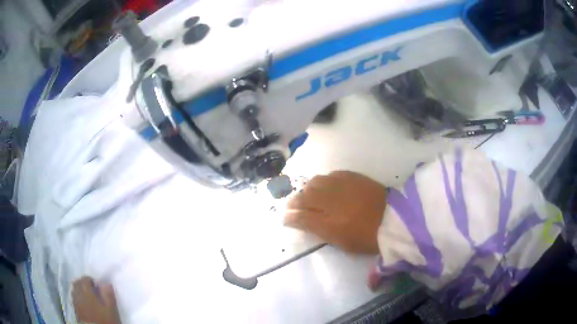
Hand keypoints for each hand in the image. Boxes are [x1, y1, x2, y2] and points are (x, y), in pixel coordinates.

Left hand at [72, 277, 120, 323]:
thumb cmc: (104, 319)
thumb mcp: (111, 308)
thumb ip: (108, 295)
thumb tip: (106, 283)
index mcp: (86, 290)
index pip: (85, 279)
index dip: (91, 281)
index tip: (97, 287)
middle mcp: (78, 292)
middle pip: (78, 283)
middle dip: (83, 284)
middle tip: (92, 291)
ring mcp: (75, 300)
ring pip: (74, 290)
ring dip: (79, 290)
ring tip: (87, 296)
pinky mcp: (75, 308)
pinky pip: (74, 298)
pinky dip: (78, 297)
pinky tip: (83, 303)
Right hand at [285, 171, 386, 253]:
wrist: (393, 219)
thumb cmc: (368, 238)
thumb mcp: (343, 243)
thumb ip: (322, 232)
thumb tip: (306, 223)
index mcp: (329, 225)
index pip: (301, 218)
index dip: (290, 217)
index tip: (285, 218)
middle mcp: (331, 203)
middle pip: (304, 197)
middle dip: (294, 201)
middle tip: (291, 204)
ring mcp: (341, 187)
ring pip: (315, 182)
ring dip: (308, 189)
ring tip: (308, 193)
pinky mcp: (352, 177)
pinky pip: (331, 175)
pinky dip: (324, 181)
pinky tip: (326, 185)